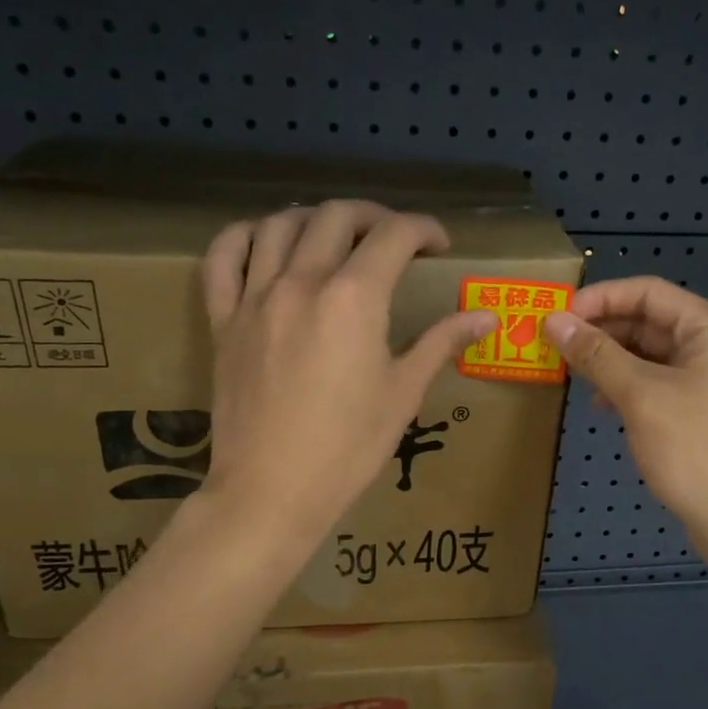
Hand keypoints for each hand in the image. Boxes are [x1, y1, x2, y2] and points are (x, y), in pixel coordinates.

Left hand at [198, 201, 496, 555]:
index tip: (439, 246)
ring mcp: (255, 298)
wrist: (272, 492)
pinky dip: (243, 237)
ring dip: (314, 218)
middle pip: (337, 216)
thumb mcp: (403, 393)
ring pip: (279, 225)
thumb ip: (441, 343)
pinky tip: (264, 243)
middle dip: (375, 217)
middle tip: (394, 240)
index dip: (424, 229)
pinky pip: (222, 258)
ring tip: (335, 237)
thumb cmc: (348, 448)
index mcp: (353, 299)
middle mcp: (301, 282)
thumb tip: (485, 318)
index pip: (394, 236)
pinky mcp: (222, 320)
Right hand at [544, 277, 707, 564]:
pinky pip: (653, 384)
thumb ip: (596, 355)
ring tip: (571, 374)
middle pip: (647, 322)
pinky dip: (624, 387)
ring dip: (608, 361)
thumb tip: (554, 322)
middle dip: (601, 331)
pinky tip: (600, 405)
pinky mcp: (697, 412)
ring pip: (647, 355)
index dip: (601, 298)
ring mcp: (706, 381)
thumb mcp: (640, 395)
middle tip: (555, 346)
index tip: (558, 315)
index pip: (648, 292)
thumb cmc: (695, 448)